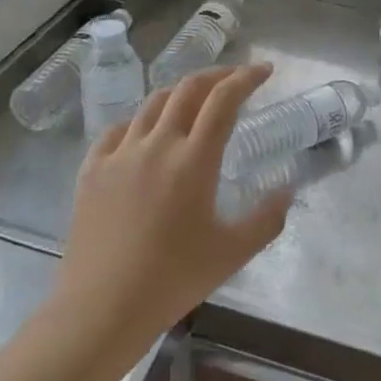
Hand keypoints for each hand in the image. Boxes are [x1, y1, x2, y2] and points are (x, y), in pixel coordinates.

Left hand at [46, 64, 289, 365]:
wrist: (101, 309)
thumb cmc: (172, 281)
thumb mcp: (232, 253)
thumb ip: (266, 218)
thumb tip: (287, 189)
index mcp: (194, 160)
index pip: (224, 100)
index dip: (246, 78)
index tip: (264, 71)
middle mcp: (157, 144)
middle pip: (188, 89)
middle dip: (216, 75)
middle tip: (234, 79)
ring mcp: (120, 153)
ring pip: (153, 103)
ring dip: (180, 94)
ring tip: (194, 102)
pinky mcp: (92, 168)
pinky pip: (118, 129)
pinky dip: (140, 121)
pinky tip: (145, 134)